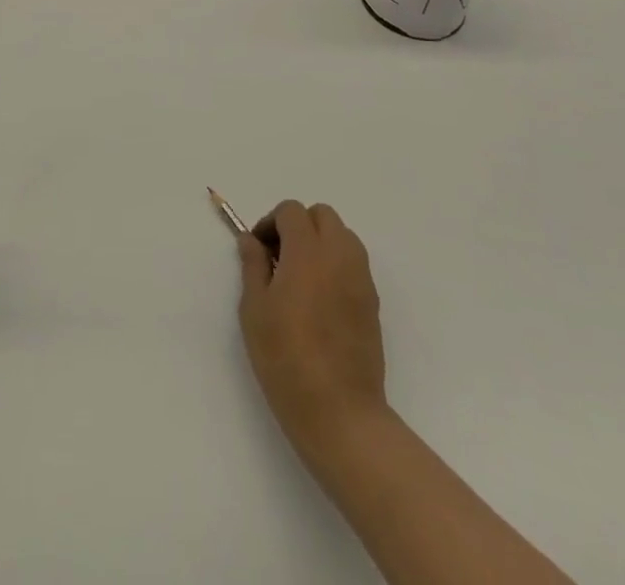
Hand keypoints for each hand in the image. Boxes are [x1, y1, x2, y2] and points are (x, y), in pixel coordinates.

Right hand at [237, 201, 388, 459]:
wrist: (340, 413)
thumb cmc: (286, 359)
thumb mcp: (254, 310)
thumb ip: (253, 266)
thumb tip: (251, 240)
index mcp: (307, 251)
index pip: (292, 211)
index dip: (271, 223)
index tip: (259, 251)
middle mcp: (339, 255)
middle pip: (322, 215)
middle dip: (299, 225)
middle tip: (280, 258)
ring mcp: (361, 278)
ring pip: (343, 236)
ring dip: (321, 242)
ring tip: (301, 277)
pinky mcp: (373, 302)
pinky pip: (354, 263)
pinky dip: (337, 264)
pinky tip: (320, 299)